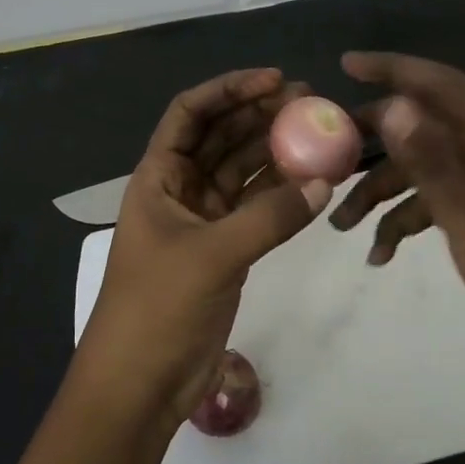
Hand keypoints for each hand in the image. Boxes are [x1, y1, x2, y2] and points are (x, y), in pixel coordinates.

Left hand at [76, 68, 332, 431]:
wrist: (139, 384)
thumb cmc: (157, 307)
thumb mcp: (212, 255)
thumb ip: (270, 216)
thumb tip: (325, 181)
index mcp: (158, 176)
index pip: (190, 113)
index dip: (229, 89)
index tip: (274, 79)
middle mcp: (179, 188)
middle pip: (221, 136)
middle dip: (260, 114)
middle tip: (308, 101)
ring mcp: (203, 218)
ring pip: (242, 169)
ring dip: (275, 149)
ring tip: (318, 130)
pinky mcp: (224, 248)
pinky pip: (256, 207)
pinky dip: (282, 192)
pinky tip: (314, 178)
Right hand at [331, 52, 464, 388]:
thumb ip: (433, 163)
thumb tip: (393, 105)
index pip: (443, 87)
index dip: (396, 68)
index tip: (347, 64)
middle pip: (424, 127)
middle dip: (374, 137)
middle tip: (328, 151)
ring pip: (422, 171)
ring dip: (381, 192)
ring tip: (340, 224)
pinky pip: (434, 206)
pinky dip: (404, 223)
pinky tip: (379, 256)